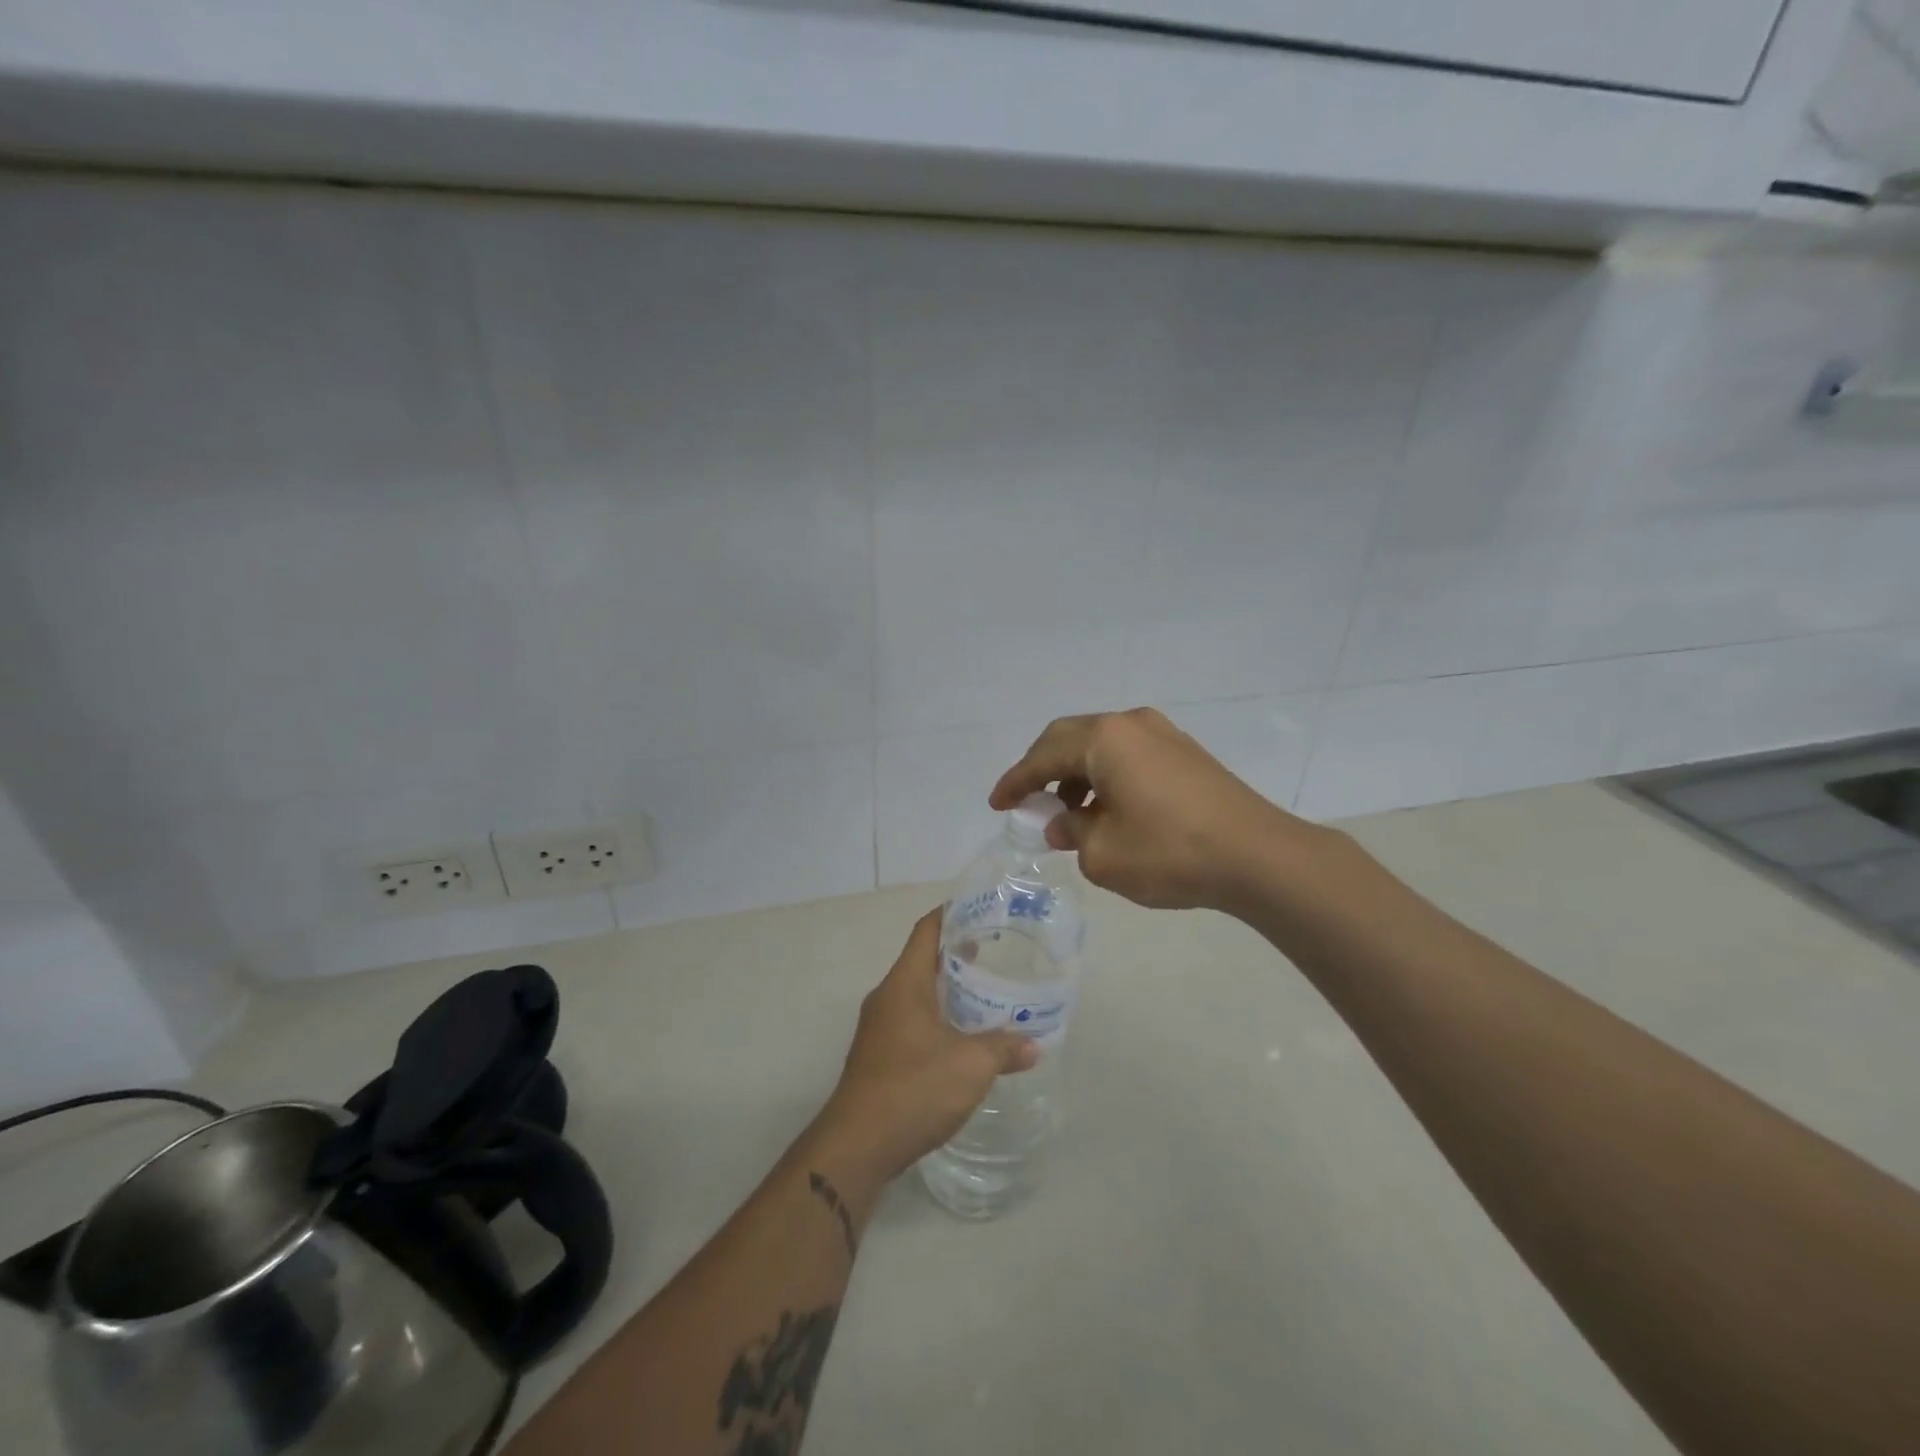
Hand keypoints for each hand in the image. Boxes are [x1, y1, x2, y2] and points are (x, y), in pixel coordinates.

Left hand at [813, 910, 1037, 1183]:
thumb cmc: (914, 1088)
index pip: (927, 931)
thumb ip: (1004, 1048)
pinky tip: (963, 1039)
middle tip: (996, 953)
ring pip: (917, 994)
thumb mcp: (971, 1065)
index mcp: (904, 984)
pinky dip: (938, 1018)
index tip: (981, 909)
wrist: (857, 1146)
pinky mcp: (878, 1057)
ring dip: (948, 990)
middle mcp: (887, 997)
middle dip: (957, 954)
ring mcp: (879, 1028)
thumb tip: (1033, 1045)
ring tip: (985, 994)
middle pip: (922, 960)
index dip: (952, 914)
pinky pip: (912, 1022)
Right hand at [991, 707, 1310, 911]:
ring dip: (1076, 774)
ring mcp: (1163, 734)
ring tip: (1069, 815)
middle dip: (1042, 769)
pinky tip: (1108, 810)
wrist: (1258, 857)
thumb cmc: (1170, 853)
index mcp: (1104, 740)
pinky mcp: (1185, 753)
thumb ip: (1072, 832)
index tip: (997, 804)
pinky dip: (1106, 776)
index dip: (1015, 782)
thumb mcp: (1103, 854)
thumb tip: (1064, 823)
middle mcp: (1131, 724)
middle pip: (1069, 738)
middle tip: (1027, 801)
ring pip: (1101, 746)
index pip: (1042, 757)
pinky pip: (1128, 755)